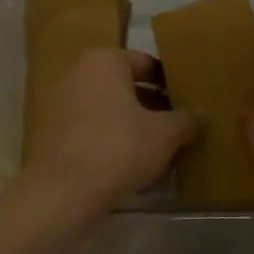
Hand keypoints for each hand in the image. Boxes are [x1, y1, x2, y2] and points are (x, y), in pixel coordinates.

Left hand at [18, 48, 199, 212]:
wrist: (62, 192)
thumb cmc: (118, 148)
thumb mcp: (165, 134)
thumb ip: (187, 120)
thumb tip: (203, 116)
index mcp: (104, 61)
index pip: (147, 64)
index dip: (171, 83)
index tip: (187, 102)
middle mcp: (77, 74)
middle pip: (125, 86)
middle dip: (151, 105)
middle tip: (177, 126)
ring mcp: (59, 104)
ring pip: (107, 110)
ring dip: (131, 125)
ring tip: (158, 148)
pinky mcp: (50, 134)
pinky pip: (90, 130)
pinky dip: (110, 140)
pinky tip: (130, 163)